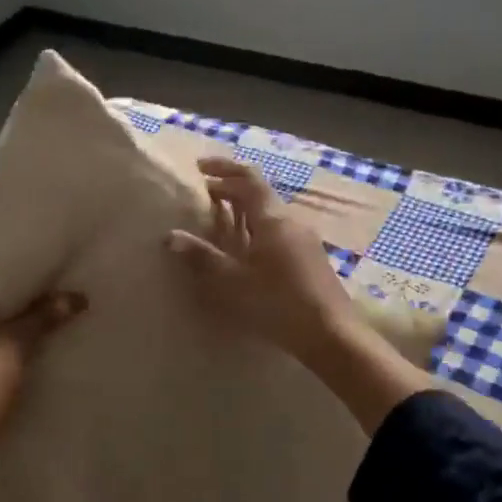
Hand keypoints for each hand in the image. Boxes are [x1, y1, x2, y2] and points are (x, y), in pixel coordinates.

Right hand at [164, 157, 360, 365]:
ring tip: (221, 219)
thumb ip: (203, 257)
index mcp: (272, 219)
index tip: (200, 167)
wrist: (331, 334)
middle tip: (205, 193)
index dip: (224, 168)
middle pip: (260, 193)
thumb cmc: (278, 304)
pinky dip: (257, 227)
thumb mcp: (234, 282)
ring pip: (270, 213)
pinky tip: (247, 248)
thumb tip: (170, 236)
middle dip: (232, 188)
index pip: (247, 179)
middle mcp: (291, 221)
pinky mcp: (310, 258)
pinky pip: (279, 230)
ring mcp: (305, 239)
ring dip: (245, 209)